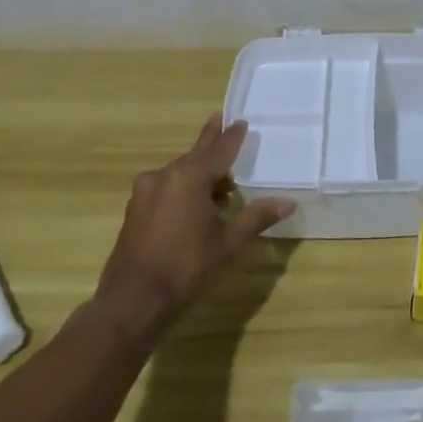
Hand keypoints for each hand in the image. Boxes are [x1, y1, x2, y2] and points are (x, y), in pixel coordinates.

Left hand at [92, 115, 293, 345]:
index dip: (232, 137)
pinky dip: (184, 189)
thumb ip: (256, 217)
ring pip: (179, 174)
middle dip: (211, 144)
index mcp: (188, 178)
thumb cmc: (187, 266)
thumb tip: (288, 202)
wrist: (134, 300)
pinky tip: (197, 204)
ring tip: (221, 179)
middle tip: (221, 121)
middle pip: (195, 156)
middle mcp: (163, 177)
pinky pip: (166, 188)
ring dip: (199, 173)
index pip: (218, 150)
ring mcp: (145, 193)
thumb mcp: (228, 242)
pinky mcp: (136, 210)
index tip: (241, 121)